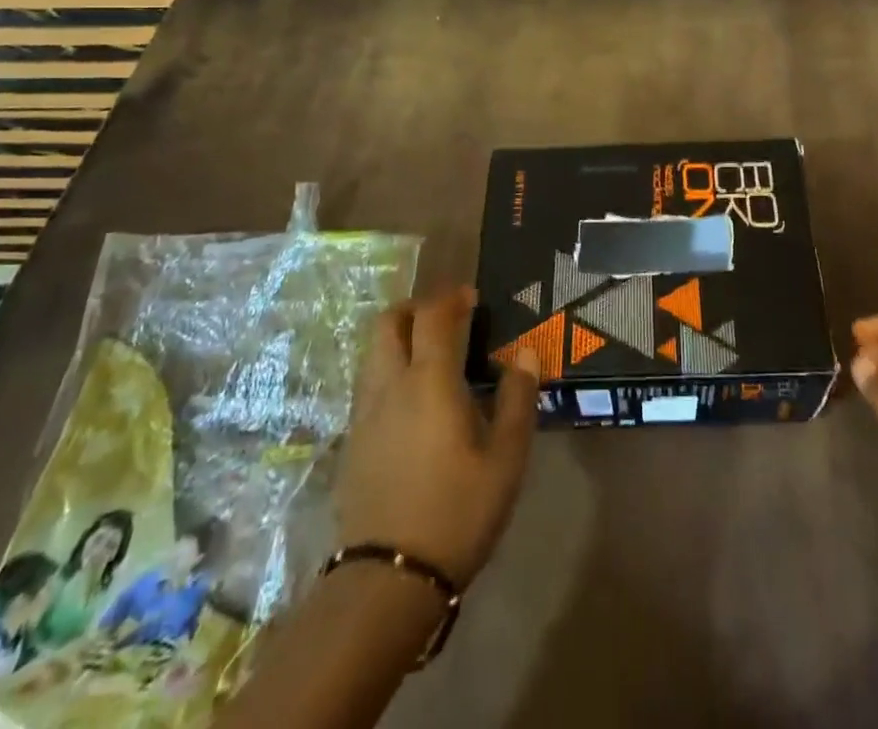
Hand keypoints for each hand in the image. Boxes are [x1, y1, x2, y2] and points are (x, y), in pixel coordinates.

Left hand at [334, 286, 537, 588]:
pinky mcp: (352, 440)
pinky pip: (368, 382)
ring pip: (373, 352)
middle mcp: (390, 385)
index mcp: (429, 381)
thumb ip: (517, 399)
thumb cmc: (457, 512)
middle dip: (416, 308)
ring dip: (399, 336)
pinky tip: (411, 397)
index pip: (433, 316)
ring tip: (430, 353)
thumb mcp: (505, 459)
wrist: (387, 580)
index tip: (472, 297)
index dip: (451, 297)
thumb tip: (525, 353)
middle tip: (446, 317)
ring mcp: (364, 413)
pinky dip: (388, 368)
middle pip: (389, 323)